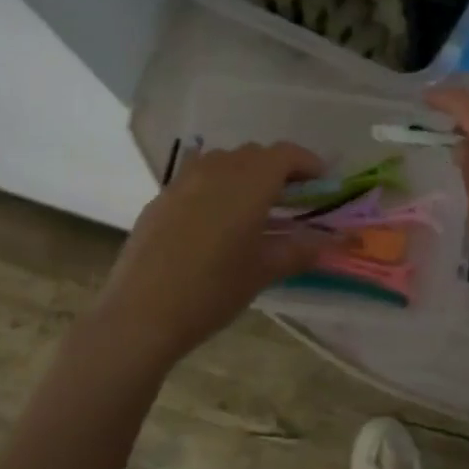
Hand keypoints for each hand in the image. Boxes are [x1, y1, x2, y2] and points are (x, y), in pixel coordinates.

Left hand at [90, 142, 329, 369]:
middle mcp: (216, 171)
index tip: (322, 182)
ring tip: (255, 206)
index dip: (308, 163)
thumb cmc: (212, 291)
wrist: (141, 314)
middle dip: (278, 169)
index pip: (285, 155)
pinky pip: (197, 177)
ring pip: (224, 161)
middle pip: (255, 154)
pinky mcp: (160, 198)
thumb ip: (298, 251)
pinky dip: (217, 186)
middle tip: (293, 198)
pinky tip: (217, 220)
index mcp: (248, 184)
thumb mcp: (263, 272)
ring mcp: (183, 181)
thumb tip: (328, 243)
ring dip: (246, 173)